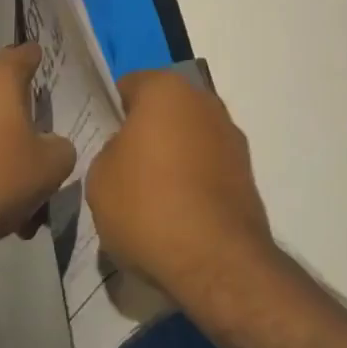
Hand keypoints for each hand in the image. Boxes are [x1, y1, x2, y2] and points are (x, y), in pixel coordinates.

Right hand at [87, 68, 273, 298]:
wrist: (216, 261)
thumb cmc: (147, 206)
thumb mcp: (99, 178)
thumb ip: (109, 152)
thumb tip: (127, 153)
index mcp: (166, 90)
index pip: (129, 86)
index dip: (111, 111)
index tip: (99, 139)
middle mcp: (204, 102)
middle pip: (163, 109)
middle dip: (145, 131)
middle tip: (122, 167)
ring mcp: (231, 136)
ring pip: (188, 137)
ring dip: (172, 156)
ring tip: (150, 196)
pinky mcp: (247, 172)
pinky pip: (207, 166)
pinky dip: (193, 181)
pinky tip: (177, 213)